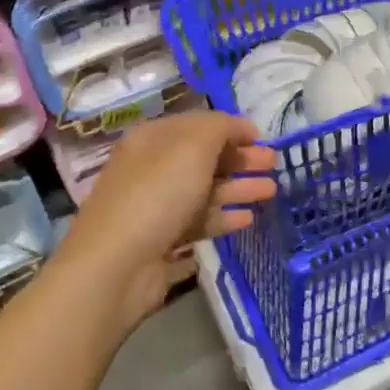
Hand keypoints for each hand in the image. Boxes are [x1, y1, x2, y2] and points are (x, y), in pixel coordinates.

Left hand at [58, 112, 276, 333]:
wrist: (116, 265)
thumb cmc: (157, 194)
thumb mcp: (193, 146)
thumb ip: (221, 128)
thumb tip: (241, 127)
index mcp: (152, 139)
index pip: (197, 125)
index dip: (231, 128)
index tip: (262, 138)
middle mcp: (152, 168)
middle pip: (204, 158)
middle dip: (240, 158)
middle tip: (274, 164)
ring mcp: (156, 206)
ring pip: (205, 191)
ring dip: (239, 187)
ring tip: (271, 191)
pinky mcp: (162, 241)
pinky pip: (199, 222)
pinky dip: (224, 217)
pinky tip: (248, 219)